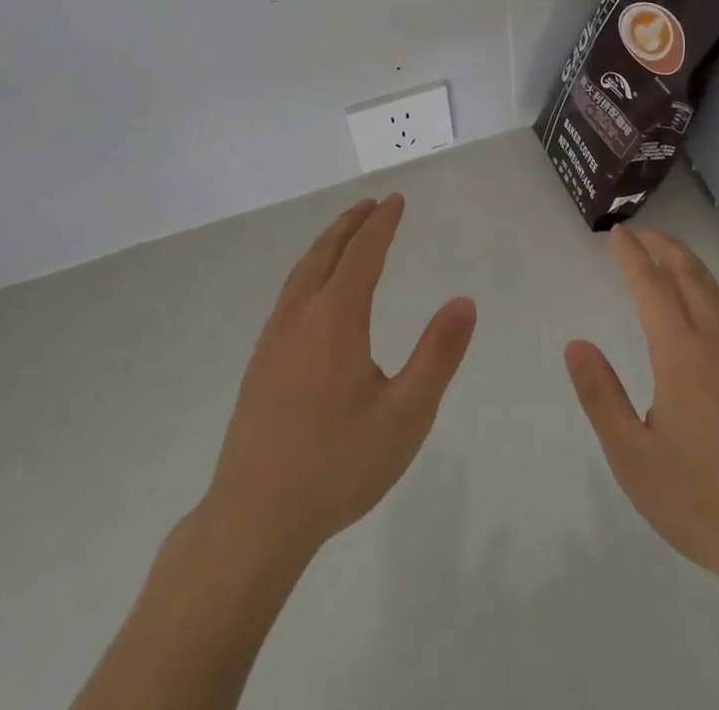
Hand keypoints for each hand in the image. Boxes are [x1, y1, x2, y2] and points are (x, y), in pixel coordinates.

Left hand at [207, 194, 476, 557]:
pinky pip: (289, 294)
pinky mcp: (260, 363)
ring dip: (327, 244)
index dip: (382, 223)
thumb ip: (438, 354)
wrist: (254, 518)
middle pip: (326, 253)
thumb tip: (464, 301)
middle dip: (351, 224)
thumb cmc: (338, 464)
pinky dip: (309, 270)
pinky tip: (314, 292)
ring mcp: (274, 339)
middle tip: (372, 204)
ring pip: (302, 272)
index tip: (396, 199)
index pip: (363, 253)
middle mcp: (300, 316)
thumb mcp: (406, 415)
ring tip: (345, 234)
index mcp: (335, 318)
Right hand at [565, 227, 718, 597]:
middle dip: (663, 247)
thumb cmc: (699, 499)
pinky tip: (703, 299)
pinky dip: (708, 285)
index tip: (617, 233)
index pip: (652, 286)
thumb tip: (576, 344)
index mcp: (682, 354)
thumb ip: (601, 396)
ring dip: (687, 262)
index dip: (633, 256)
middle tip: (638, 233)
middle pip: (689, 274)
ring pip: (714, 288)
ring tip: (665, 254)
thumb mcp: (632, 457)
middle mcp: (716, 341)